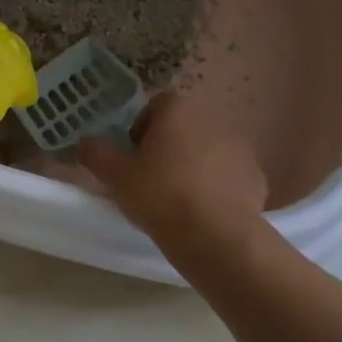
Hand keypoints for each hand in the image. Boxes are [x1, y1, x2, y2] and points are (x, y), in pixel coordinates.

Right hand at [78, 91, 270, 251]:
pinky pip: (228, 173)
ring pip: (207, 149)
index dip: (141, 128)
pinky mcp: (256, 175)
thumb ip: (96, 153)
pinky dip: (216, 185)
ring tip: (178, 197)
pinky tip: (203, 210)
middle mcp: (213, 119)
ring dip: (193, 164)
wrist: (216, 236)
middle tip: (151, 177)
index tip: (133, 156)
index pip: (156, 105)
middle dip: (168, 146)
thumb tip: (84, 142)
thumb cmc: (160, 196)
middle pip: (184, 126)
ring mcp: (240, 146)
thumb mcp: (115, 176)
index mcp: (178, 111)